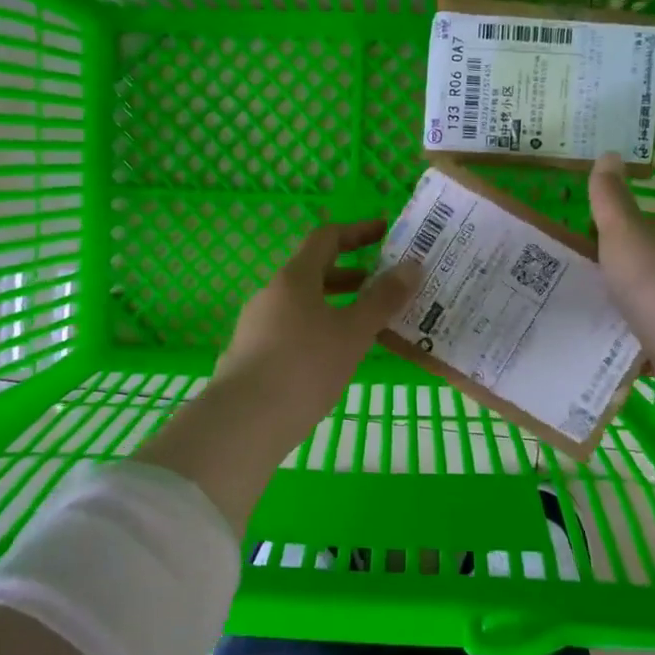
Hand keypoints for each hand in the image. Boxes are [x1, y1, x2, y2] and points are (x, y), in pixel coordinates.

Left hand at [213, 219, 421, 432]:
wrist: (243, 422)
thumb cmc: (304, 368)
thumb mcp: (353, 333)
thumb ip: (383, 299)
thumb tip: (412, 266)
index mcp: (294, 278)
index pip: (326, 238)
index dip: (358, 231)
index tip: (386, 233)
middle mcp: (272, 294)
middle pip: (314, 272)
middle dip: (352, 275)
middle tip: (385, 286)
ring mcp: (258, 325)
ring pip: (304, 304)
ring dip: (337, 306)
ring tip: (368, 326)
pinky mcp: (252, 355)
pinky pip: (293, 329)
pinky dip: (320, 330)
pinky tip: (336, 358)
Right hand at [588, 152, 654, 353]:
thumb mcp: (623, 231)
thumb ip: (611, 197)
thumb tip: (609, 152)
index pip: (650, 226)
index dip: (619, 234)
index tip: (589, 249)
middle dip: (628, 272)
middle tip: (588, 285)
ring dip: (637, 308)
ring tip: (598, 318)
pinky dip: (645, 340)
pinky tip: (621, 348)